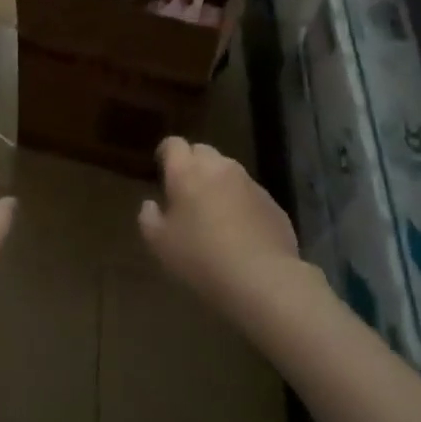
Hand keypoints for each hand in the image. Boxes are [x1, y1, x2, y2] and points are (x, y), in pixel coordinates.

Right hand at [139, 138, 300, 316]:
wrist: (261, 277)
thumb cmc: (200, 257)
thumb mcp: (159, 243)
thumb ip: (149, 217)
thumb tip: (151, 204)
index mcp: (187, 171)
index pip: (173, 144)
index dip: (166, 155)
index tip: (162, 173)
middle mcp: (219, 167)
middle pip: (202, 151)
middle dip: (193, 165)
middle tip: (186, 193)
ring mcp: (249, 183)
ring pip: (228, 171)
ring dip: (218, 183)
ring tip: (214, 214)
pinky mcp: (272, 202)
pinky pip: (249, 193)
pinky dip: (241, 203)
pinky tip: (240, 232)